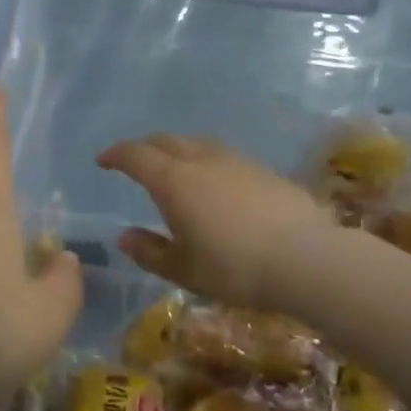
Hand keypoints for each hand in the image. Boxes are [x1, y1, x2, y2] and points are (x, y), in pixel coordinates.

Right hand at [96, 135, 336, 310]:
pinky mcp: (264, 170)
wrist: (308, 259)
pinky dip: (207, 161)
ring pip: (197, 144)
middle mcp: (202, 161)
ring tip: (174, 168)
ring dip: (177, 149)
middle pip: (166, 141)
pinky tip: (216, 184)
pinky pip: (224, 156)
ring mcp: (237, 162)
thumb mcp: (184, 270)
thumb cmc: (234, 268)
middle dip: (144, 147)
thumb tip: (125, 237)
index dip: (116, 155)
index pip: (136, 156)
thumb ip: (150, 252)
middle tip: (135, 162)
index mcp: (174, 182)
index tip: (103, 161)